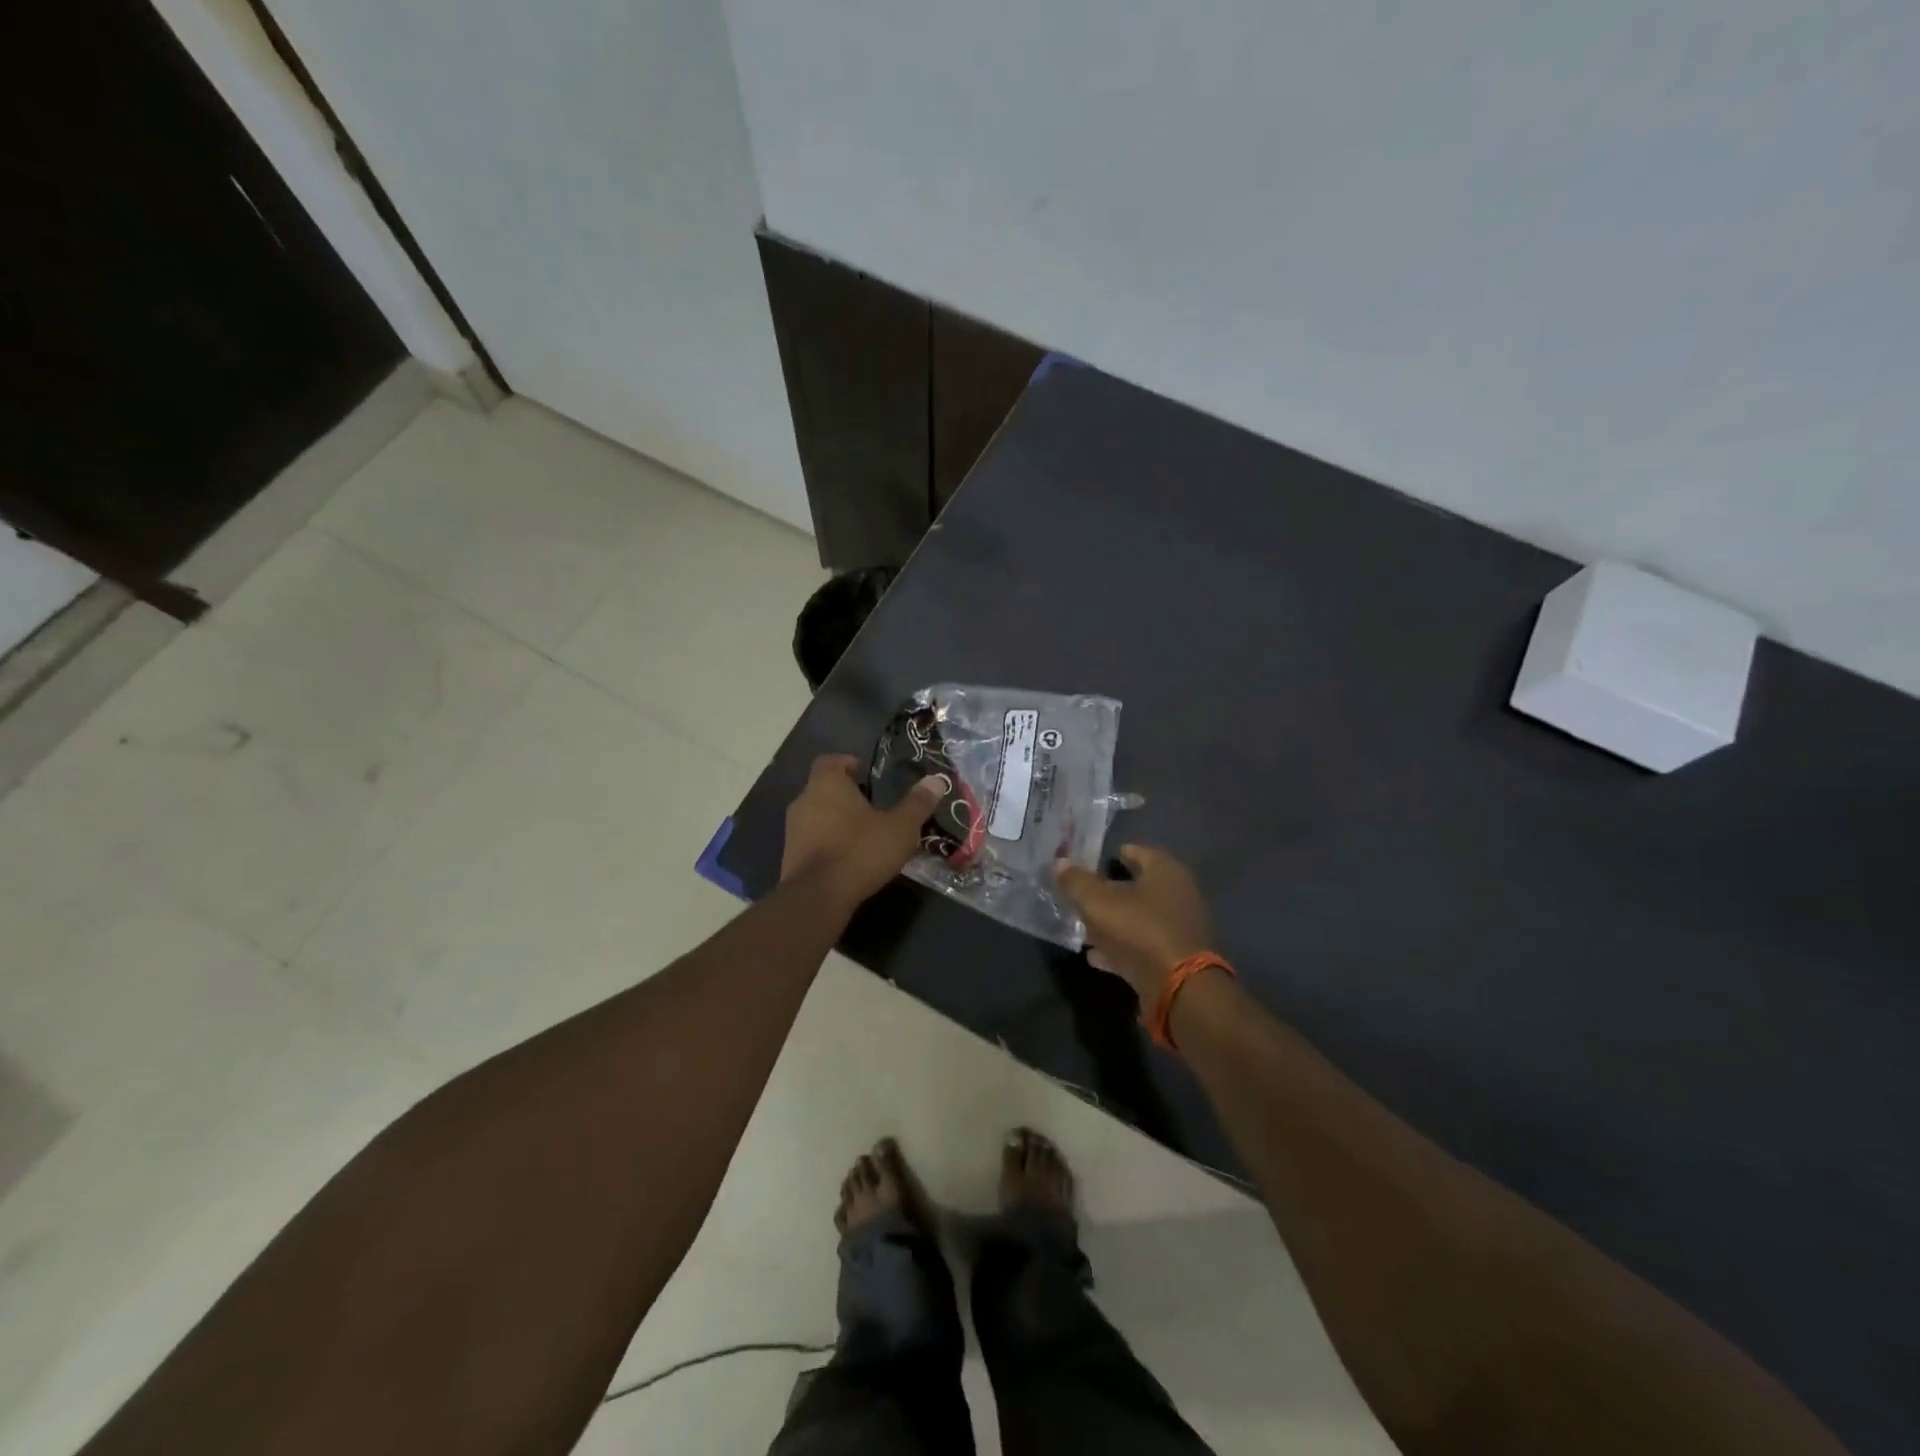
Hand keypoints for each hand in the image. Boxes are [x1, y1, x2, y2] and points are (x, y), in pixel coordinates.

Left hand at [781, 754, 942, 906]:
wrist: (817, 897)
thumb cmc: (859, 851)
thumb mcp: (899, 828)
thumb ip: (917, 803)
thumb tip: (937, 780)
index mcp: (827, 784)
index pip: (830, 761)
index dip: (847, 763)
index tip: (865, 774)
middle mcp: (804, 800)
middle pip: (823, 788)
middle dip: (845, 794)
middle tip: (872, 805)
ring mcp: (793, 830)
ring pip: (816, 815)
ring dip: (835, 820)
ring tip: (863, 834)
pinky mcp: (790, 856)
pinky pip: (812, 840)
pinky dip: (827, 843)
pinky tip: (848, 858)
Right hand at [1054, 845, 1213, 1002]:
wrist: (1178, 987)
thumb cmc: (1139, 930)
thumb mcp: (1097, 903)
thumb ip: (1076, 882)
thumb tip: (1059, 861)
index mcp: (1166, 873)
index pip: (1142, 852)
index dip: (1121, 853)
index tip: (1101, 857)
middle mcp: (1179, 896)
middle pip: (1141, 888)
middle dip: (1113, 891)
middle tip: (1086, 893)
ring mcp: (1179, 930)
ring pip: (1140, 919)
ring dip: (1115, 922)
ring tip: (1085, 926)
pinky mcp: (1175, 959)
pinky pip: (1142, 946)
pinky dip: (1120, 948)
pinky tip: (1096, 955)